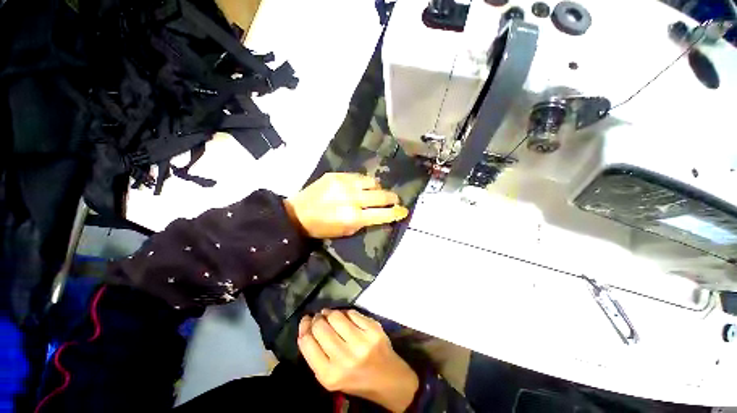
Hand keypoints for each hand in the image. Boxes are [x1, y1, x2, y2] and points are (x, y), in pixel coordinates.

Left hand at [284, 173, 408, 238]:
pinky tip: (361, 186)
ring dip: (377, 188)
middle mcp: (351, 198)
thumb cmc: (323, 227)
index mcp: (353, 217)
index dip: (395, 212)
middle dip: (392, 198)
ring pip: (372, 182)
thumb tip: (380, 213)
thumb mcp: (346, 231)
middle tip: (395, 199)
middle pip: (381, 195)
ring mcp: (344, 183)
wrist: (298, 213)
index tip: (404, 211)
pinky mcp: (337, 175)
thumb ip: (365, 222)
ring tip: (375, 192)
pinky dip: (364, 182)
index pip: (382, 214)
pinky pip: (359, 176)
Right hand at [298, 309, 418, 411]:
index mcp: (329, 375)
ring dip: (330, 312)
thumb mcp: (330, 377)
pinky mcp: (373, 330)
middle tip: (319, 317)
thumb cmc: (355, 379)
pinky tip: (346, 317)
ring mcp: (361, 342)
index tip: (305, 320)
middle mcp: (344, 358)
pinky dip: (346, 312)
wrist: (387, 379)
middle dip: (317, 319)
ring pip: (336, 316)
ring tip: (329, 314)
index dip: (304, 328)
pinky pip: (352, 313)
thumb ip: (316, 355)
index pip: (307, 343)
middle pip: (320, 327)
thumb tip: (306, 327)